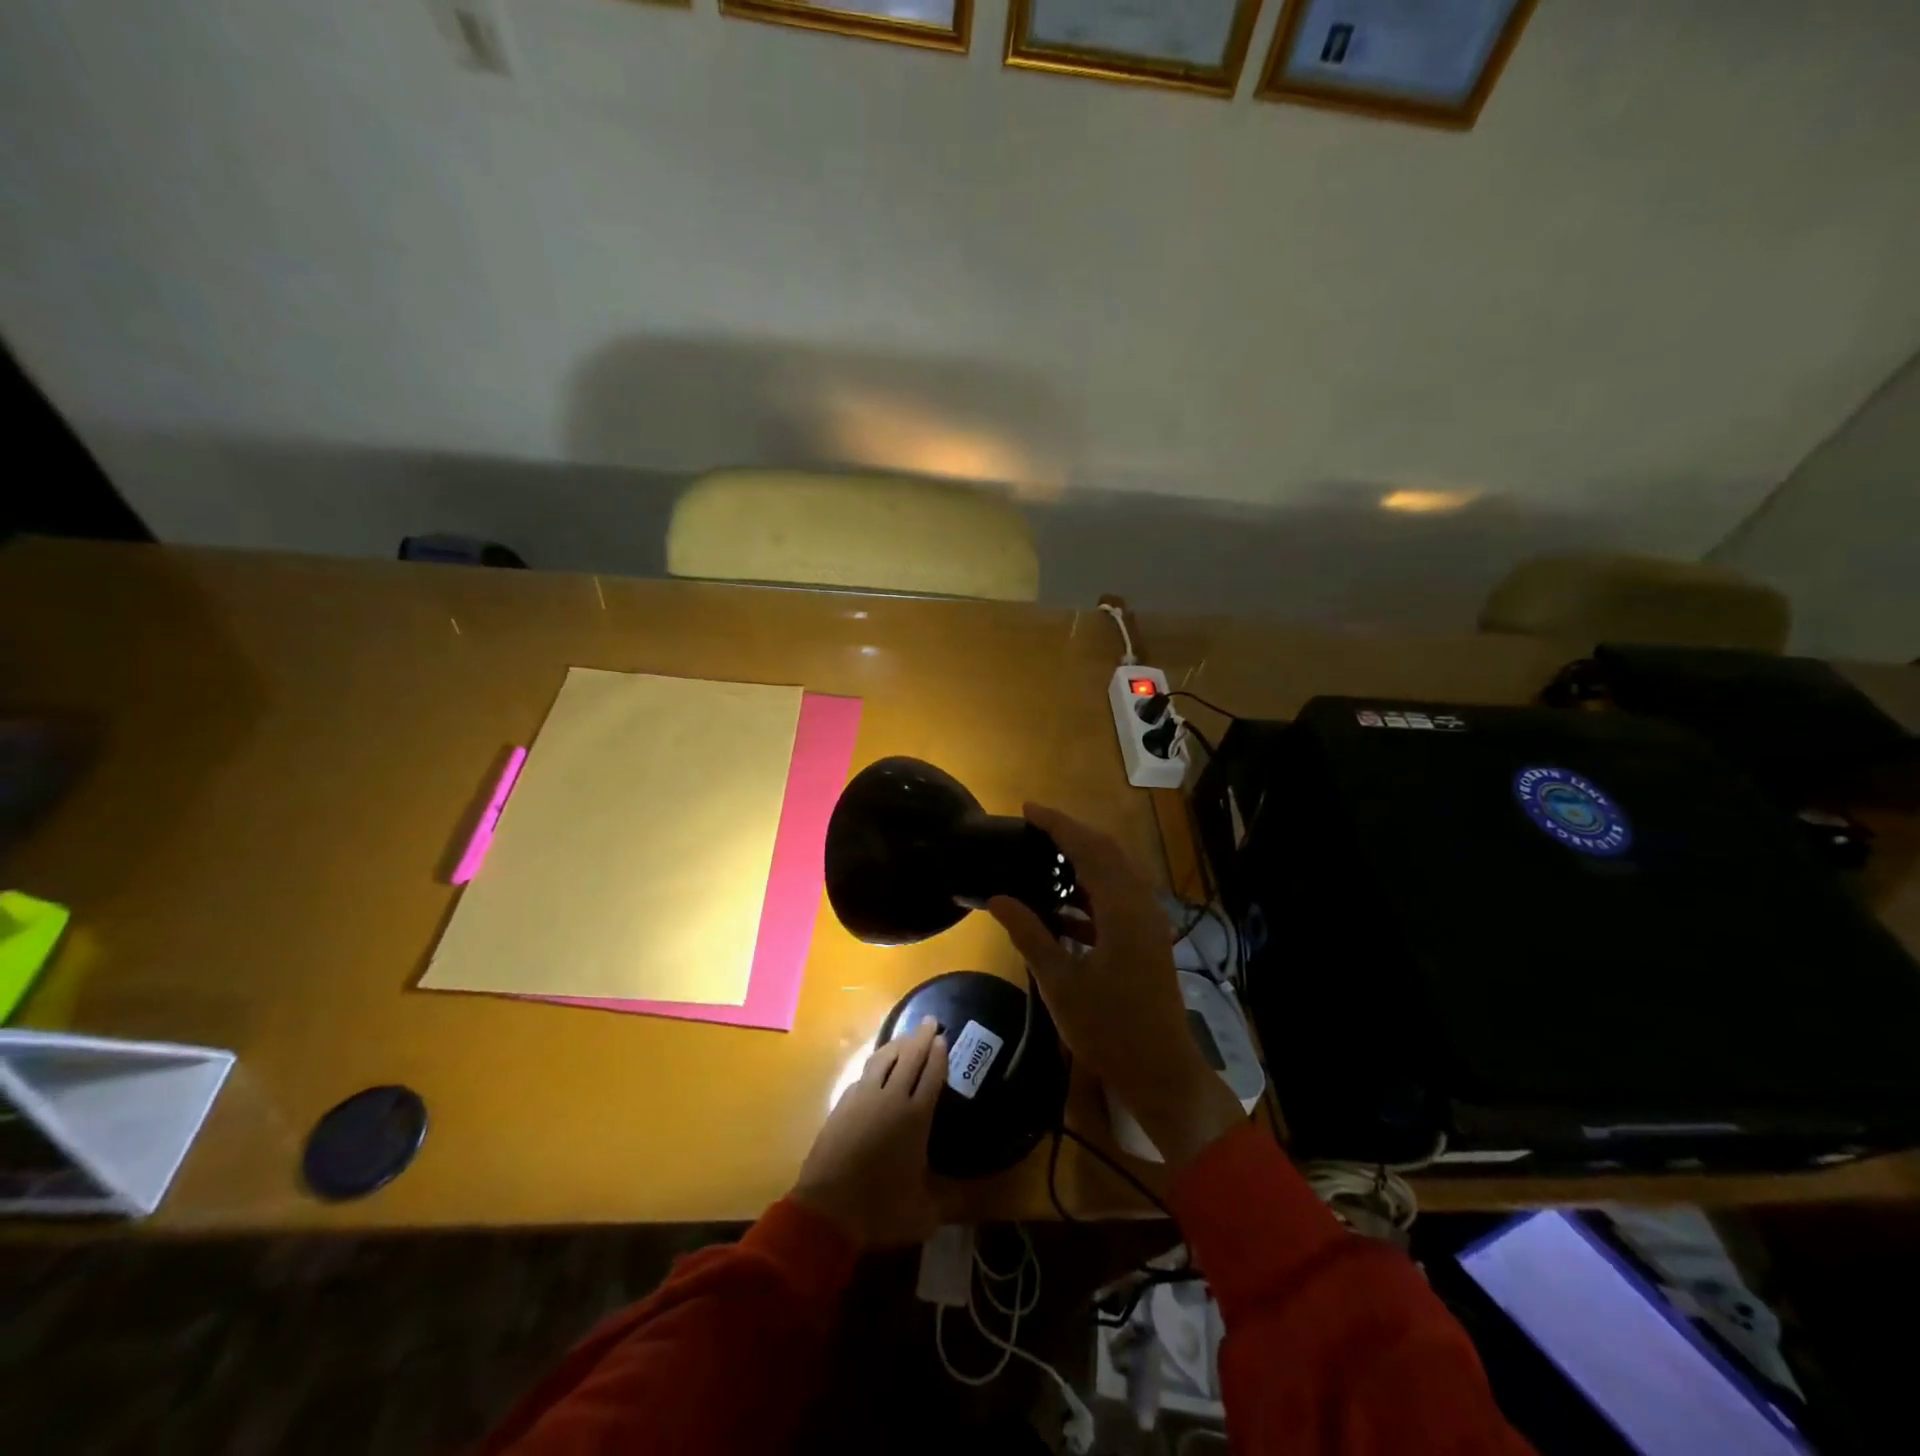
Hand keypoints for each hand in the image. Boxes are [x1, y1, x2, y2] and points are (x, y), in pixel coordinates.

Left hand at [793, 1018, 945, 1247]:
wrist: (828, 1209)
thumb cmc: (880, 1209)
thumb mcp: (924, 1213)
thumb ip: (949, 1200)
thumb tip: (973, 1199)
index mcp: (916, 1117)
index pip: (931, 1074)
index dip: (939, 1054)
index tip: (943, 1037)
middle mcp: (891, 1098)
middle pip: (909, 1057)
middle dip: (921, 1037)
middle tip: (930, 1021)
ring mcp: (863, 1097)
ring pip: (883, 1059)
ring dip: (897, 1044)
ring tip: (905, 1038)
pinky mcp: (842, 1104)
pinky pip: (864, 1074)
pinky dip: (876, 1064)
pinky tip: (877, 1068)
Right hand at [988, 804, 1244, 1168]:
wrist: (1159, 1071)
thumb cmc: (1108, 1028)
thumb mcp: (1060, 981)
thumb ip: (1029, 933)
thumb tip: (998, 897)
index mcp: (1123, 909)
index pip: (1090, 848)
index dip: (1059, 824)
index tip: (1028, 809)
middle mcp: (1141, 906)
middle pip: (1108, 853)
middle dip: (1072, 835)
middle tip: (1034, 828)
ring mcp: (1147, 924)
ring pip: (1115, 875)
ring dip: (1083, 862)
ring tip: (1043, 860)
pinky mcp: (1146, 941)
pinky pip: (1117, 900)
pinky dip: (1090, 893)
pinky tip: (1061, 908)